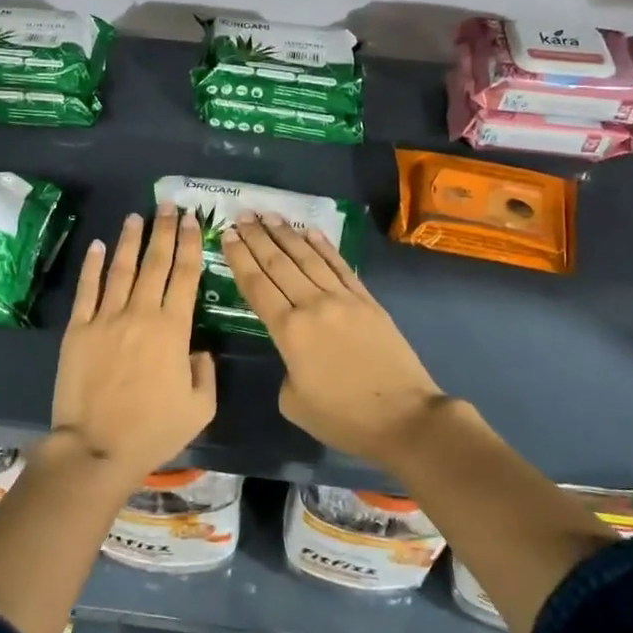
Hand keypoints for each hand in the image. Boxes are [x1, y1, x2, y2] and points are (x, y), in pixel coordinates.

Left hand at [50, 205, 216, 487]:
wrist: (96, 448)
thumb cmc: (153, 431)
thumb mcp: (200, 408)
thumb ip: (205, 372)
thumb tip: (197, 350)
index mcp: (173, 330)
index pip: (185, 276)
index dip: (190, 245)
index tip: (193, 221)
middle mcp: (141, 313)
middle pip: (155, 262)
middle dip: (164, 231)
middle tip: (169, 205)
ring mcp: (106, 318)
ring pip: (121, 269)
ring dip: (130, 240)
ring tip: (137, 217)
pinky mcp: (78, 329)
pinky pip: (87, 290)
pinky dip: (92, 265)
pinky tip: (98, 246)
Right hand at [221, 214, 449, 468]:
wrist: (404, 417)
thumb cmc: (344, 418)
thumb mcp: (294, 403)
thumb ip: (285, 369)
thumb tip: (296, 354)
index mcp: (289, 331)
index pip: (257, 285)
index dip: (239, 258)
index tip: (227, 234)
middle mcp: (313, 305)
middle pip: (279, 264)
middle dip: (257, 237)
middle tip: (242, 215)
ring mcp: (343, 299)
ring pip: (308, 258)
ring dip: (286, 234)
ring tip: (269, 215)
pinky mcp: (367, 301)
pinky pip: (340, 266)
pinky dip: (323, 247)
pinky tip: (310, 231)